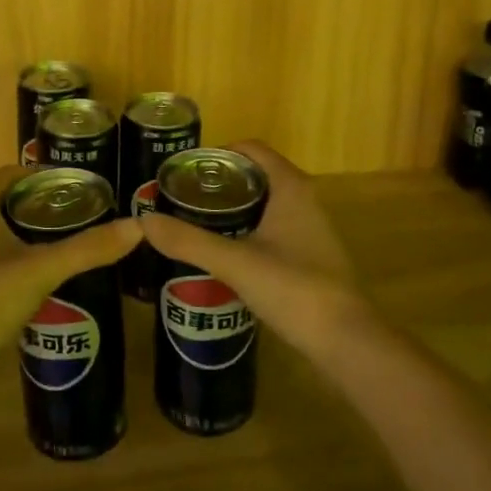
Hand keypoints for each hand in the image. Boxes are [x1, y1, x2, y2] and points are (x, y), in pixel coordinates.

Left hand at [0, 166, 142, 367]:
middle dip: (45, 206)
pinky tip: (50, 275)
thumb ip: (87, 248)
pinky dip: (22, 259)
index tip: (81, 186)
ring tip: (74, 241)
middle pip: (9, 202)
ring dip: (33, 234)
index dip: (46, 176)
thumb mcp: (41, 268)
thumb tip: (138, 227)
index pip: (12, 174)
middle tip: (85, 213)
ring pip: (3, 232)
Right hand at [138, 141, 371, 359]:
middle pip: (255, 174)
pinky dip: (246, 228)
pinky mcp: (309, 254)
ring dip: (232, 207)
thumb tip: (144, 221)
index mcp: (290, 187)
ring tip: (195, 222)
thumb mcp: (235, 263)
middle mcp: (303, 199)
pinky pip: (271, 227)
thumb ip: (189, 241)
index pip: (250, 149)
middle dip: (219, 182)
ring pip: (263, 202)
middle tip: (182, 197)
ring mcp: (309, 228)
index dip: (217, 153)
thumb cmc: (294, 288)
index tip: (184, 170)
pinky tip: (223, 251)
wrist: (346, 341)